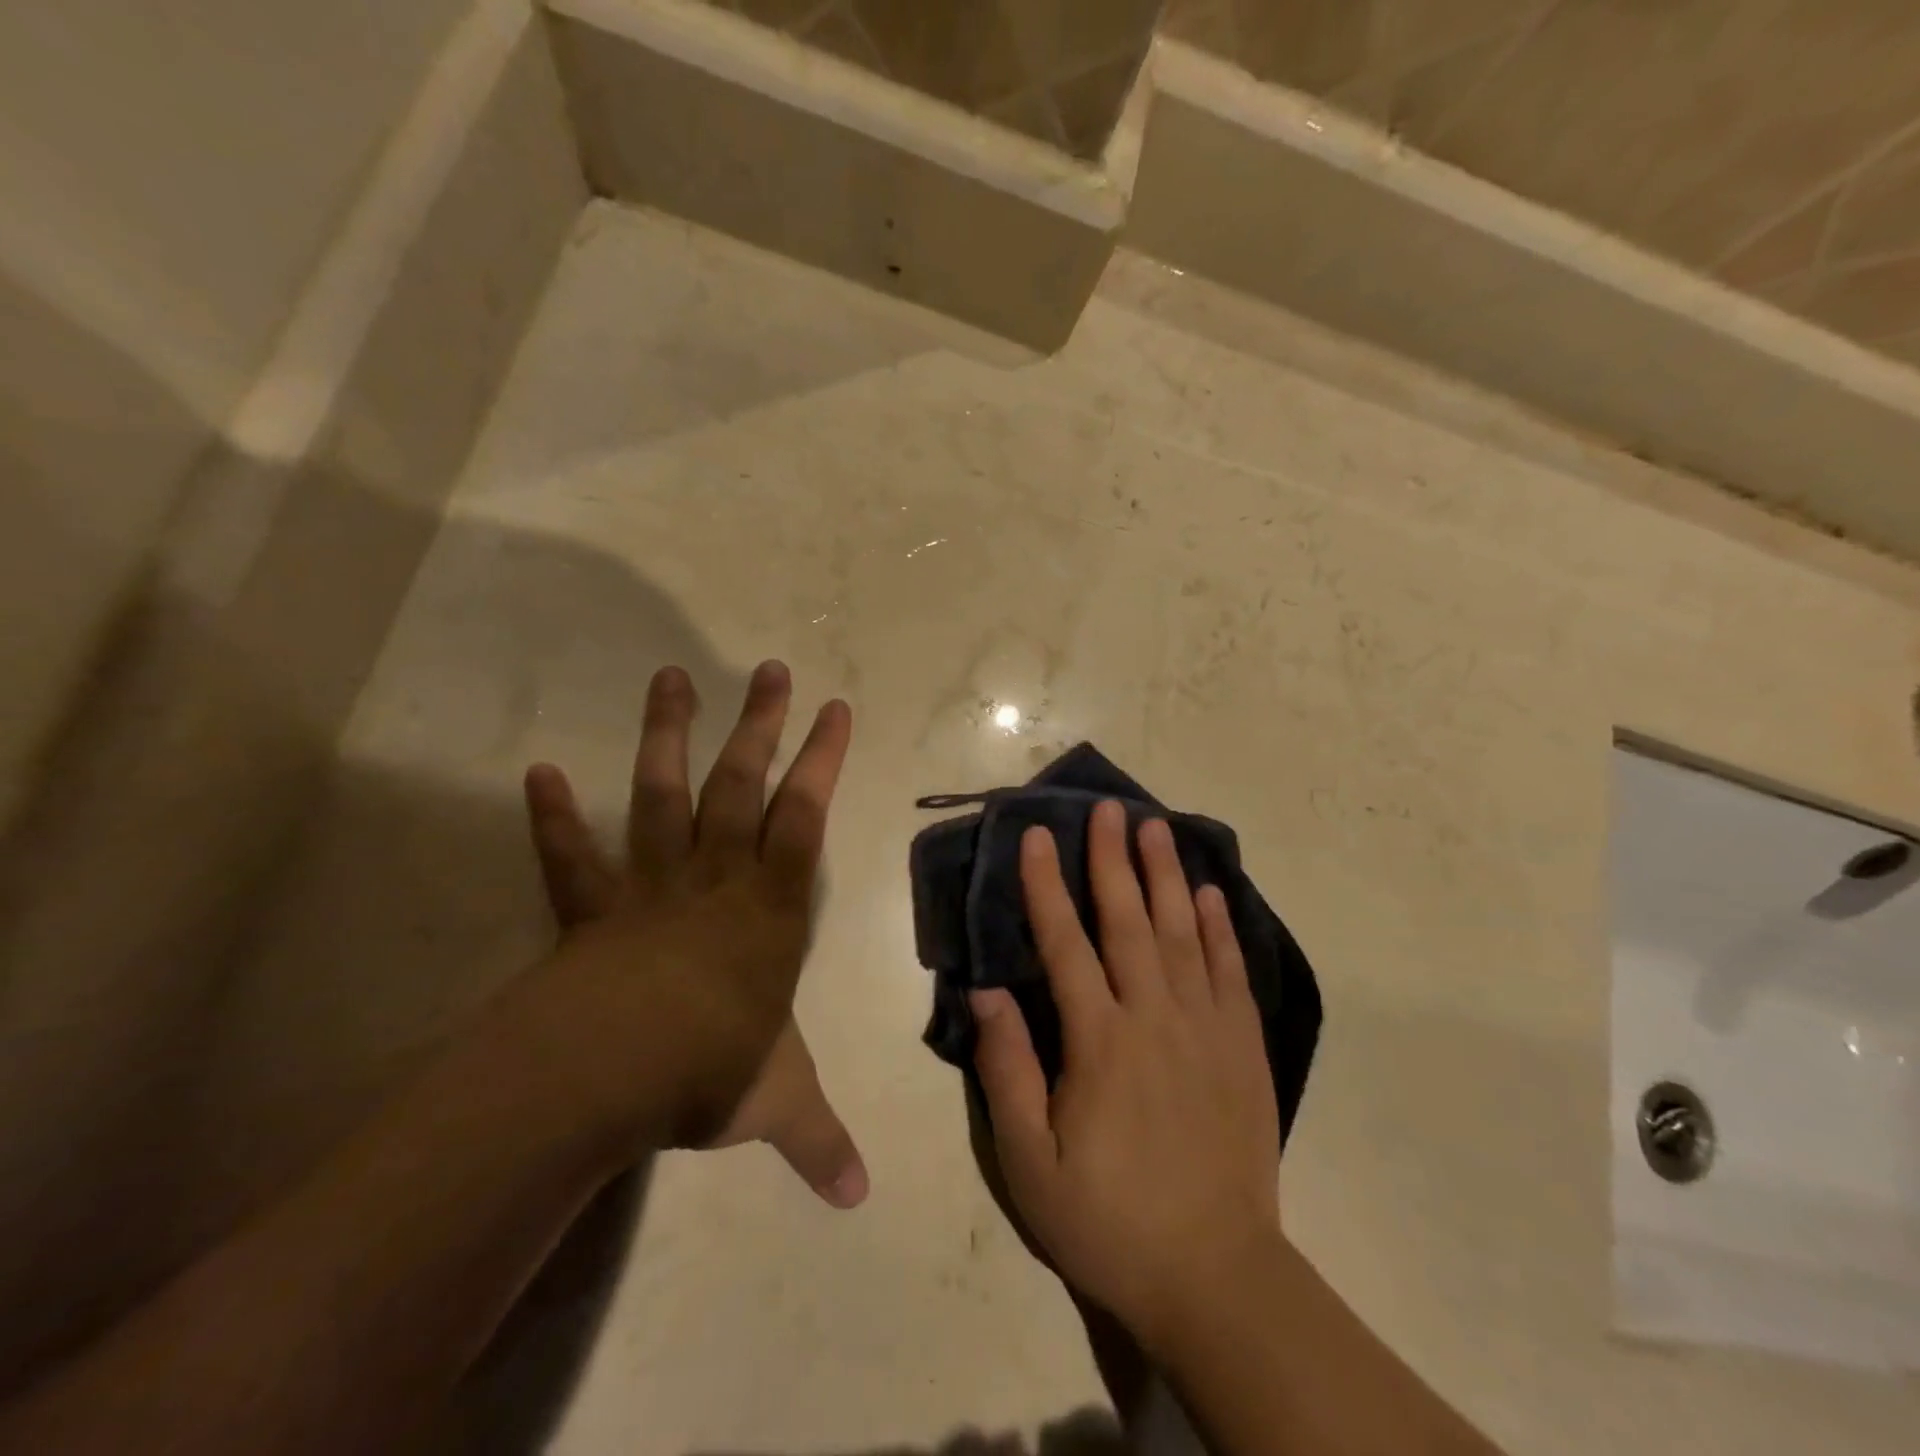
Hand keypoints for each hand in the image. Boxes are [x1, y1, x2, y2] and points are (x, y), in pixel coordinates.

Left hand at [517, 661, 867, 1207]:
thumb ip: (817, 1139)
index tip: (835, 708)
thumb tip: (859, 1201)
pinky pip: (571, 858)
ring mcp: (649, 886)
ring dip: (667, 737)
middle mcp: (715, 879)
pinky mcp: (590, 910)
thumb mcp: (777, 1103)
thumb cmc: (708, 1070)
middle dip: (760, 725)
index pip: (805, 817)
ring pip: (662, 797)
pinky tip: (540, 772)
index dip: (823, 760)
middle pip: (741, 786)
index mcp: (769, 908)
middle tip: (768, 668)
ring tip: (670, 677)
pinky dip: (556, 818)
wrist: (605, 1077)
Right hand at [970, 801, 1280, 1346]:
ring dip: (1167, 876)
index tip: (1038, 837)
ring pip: (1183, 934)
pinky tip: (1211, 894)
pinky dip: (1220, 928)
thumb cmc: (1108, 1219)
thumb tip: (986, 991)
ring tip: (1157, 828)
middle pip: (1129, 922)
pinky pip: (1231, 972)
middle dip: (1113, 860)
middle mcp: (1154, 1018)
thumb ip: (1006, 1070)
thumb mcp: (1030, 1162)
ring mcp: (1206, 1029)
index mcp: (1099, 1042)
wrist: (1214, 1276)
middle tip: (1108, 808)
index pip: (1066, 944)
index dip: (1047, 887)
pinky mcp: (1243, 1048)